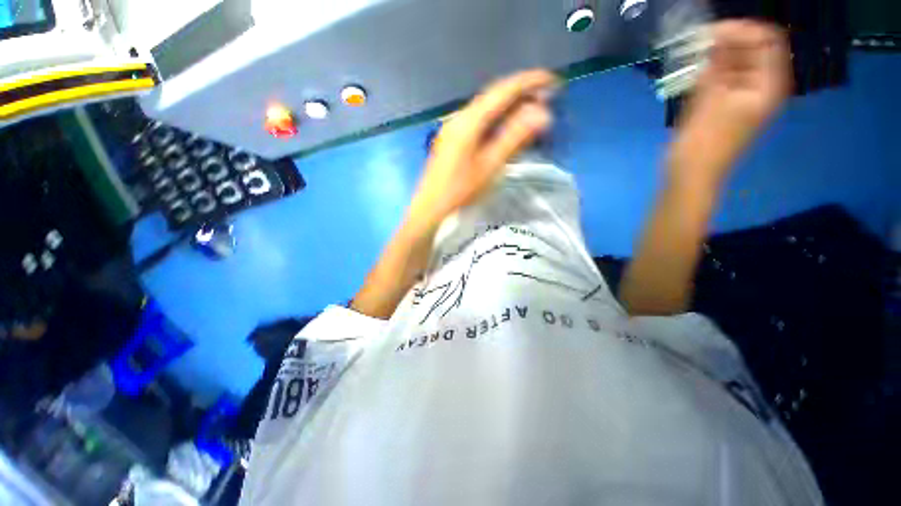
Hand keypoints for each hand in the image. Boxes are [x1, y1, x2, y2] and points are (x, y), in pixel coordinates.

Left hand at [408, 69, 558, 227]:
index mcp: (468, 121)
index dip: (529, 82)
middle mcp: (459, 117)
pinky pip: (478, 120)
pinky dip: (495, 118)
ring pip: (485, 108)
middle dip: (520, 92)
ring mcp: (452, 127)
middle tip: (545, 97)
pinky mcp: (451, 139)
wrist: (431, 207)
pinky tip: (504, 126)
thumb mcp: (489, 166)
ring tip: (529, 110)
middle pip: (493, 95)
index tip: (552, 80)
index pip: (503, 91)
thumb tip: (542, 113)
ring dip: (508, 105)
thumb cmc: (460, 190)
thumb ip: (514, 138)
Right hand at [672, 20, 791, 184]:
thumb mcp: (710, 100)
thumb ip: (717, 64)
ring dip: (718, 56)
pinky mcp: (728, 105)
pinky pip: (726, 78)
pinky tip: (696, 73)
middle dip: (728, 41)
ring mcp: (745, 97)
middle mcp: (763, 87)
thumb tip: (715, 35)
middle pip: (754, 50)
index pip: (767, 40)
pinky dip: (713, 71)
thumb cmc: (703, 142)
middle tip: (699, 42)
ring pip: (738, 63)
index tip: (712, 32)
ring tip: (694, 56)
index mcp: (769, 86)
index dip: (743, 29)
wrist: (691, 174)